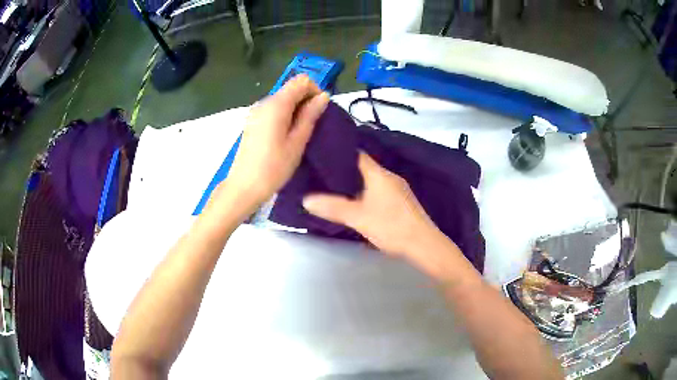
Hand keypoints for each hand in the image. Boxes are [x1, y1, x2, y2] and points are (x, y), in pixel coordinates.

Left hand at [218, 75, 329, 214]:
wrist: (244, 186)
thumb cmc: (273, 167)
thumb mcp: (297, 142)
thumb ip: (310, 115)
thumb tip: (323, 96)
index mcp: (276, 104)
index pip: (301, 81)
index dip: (314, 91)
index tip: (319, 112)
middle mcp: (264, 102)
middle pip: (291, 89)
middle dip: (306, 101)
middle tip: (312, 126)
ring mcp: (255, 112)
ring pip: (282, 100)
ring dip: (295, 110)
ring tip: (300, 134)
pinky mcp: (252, 122)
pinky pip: (273, 110)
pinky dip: (284, 116)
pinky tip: (285, 136)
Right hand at [303, 152, 444, 257]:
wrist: (423, 244)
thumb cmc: (391, 226)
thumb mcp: (358, 217)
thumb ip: (332, 207)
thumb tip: (306, 199)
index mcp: (379, 174)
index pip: (357, 155)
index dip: (340, 154)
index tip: (323, 157)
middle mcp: (390, 177)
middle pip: (364, 168)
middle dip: (345, 172)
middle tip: (324, 176)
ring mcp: (399, 190)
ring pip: (372, 181)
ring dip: (356, 185)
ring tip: (336, 190)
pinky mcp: (402, 202)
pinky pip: (380, 192)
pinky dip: (367, 194)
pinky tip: (358, 205)